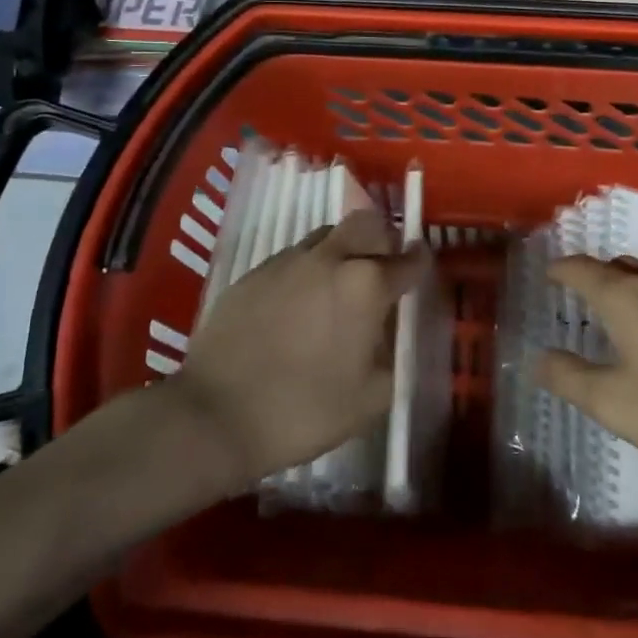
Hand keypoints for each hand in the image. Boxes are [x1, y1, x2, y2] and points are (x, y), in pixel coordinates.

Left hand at [168, 209, 430, 489]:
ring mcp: (288, 261)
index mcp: (366, 285)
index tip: (422, 266)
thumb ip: (392, 358)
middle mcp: (330, 258)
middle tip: (381, 268)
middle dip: (382, 239)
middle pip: (366, 223)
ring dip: (342, 251)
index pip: (408, 260)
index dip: (420, 262)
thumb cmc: (303, 410)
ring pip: (327, 235)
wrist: (215, 414)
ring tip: (337, 288)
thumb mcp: (370, 399)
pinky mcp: (255, 272)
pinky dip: (307, 270)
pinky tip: (298, 305)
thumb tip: (389, 337)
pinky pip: (293, 257)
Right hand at [536, 256, 637, 490]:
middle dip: (594, 275)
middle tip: (578, 295)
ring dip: (627, 289)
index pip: (582, 268)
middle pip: (618, 267)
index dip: (561, 269)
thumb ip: (570, 378)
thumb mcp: (613, 402)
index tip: (548, 275)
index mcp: (625, 296)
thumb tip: (539, 358)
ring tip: (616, 315)